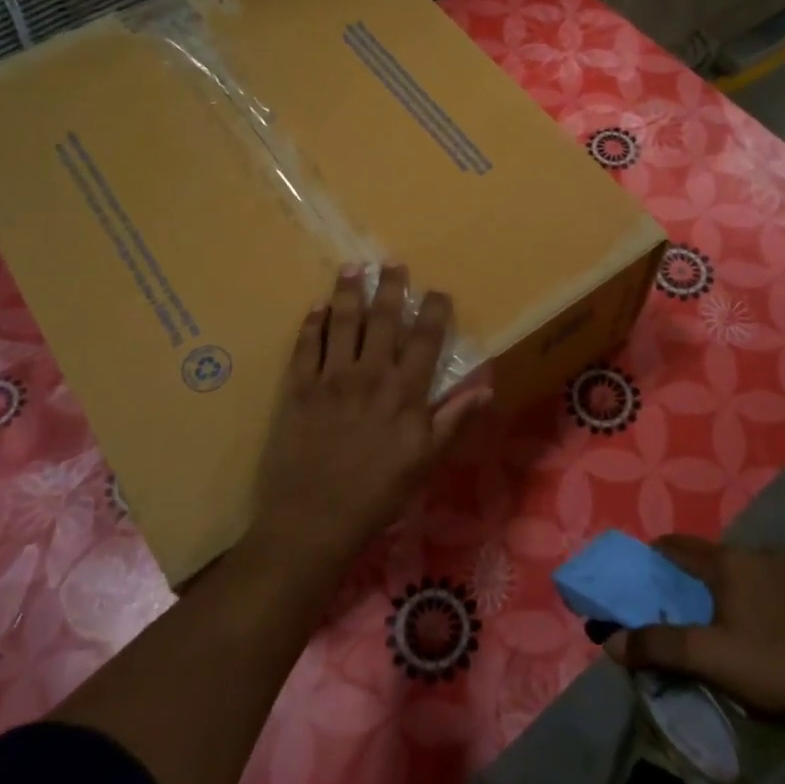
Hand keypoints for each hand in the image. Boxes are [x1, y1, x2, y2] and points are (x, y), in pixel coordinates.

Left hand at [249, 265, 488, 568]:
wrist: (313, 520)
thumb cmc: (377, 494)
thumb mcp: (425, 462)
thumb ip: (453, 420)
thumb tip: (486, 387)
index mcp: (405, 393)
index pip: (425, 340)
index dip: (434, 311)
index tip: (438, 291)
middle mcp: (369, 375)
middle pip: (383, 320)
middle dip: (390, 288)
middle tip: (392, 263)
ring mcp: (330, 379)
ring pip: (342, 323)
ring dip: (348, 293)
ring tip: (351, 268)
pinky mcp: (298, 389)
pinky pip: (305, 346)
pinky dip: (312, 324)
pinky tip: (316, 308)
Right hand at [605, 536, 784, 760]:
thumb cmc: (780, 669)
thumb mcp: (713, 661)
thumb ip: (659, 647)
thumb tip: (612, 640)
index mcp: (731, 562)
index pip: (677, 545)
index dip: (653, 558)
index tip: (639, 580)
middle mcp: (761, 553)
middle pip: (712, 560)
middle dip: (691, 581)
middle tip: (680, 613)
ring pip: (747, 574)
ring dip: (728, 592)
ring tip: (724, 628)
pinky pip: (777, 588)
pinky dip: (761, 602)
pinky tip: (770, 636)